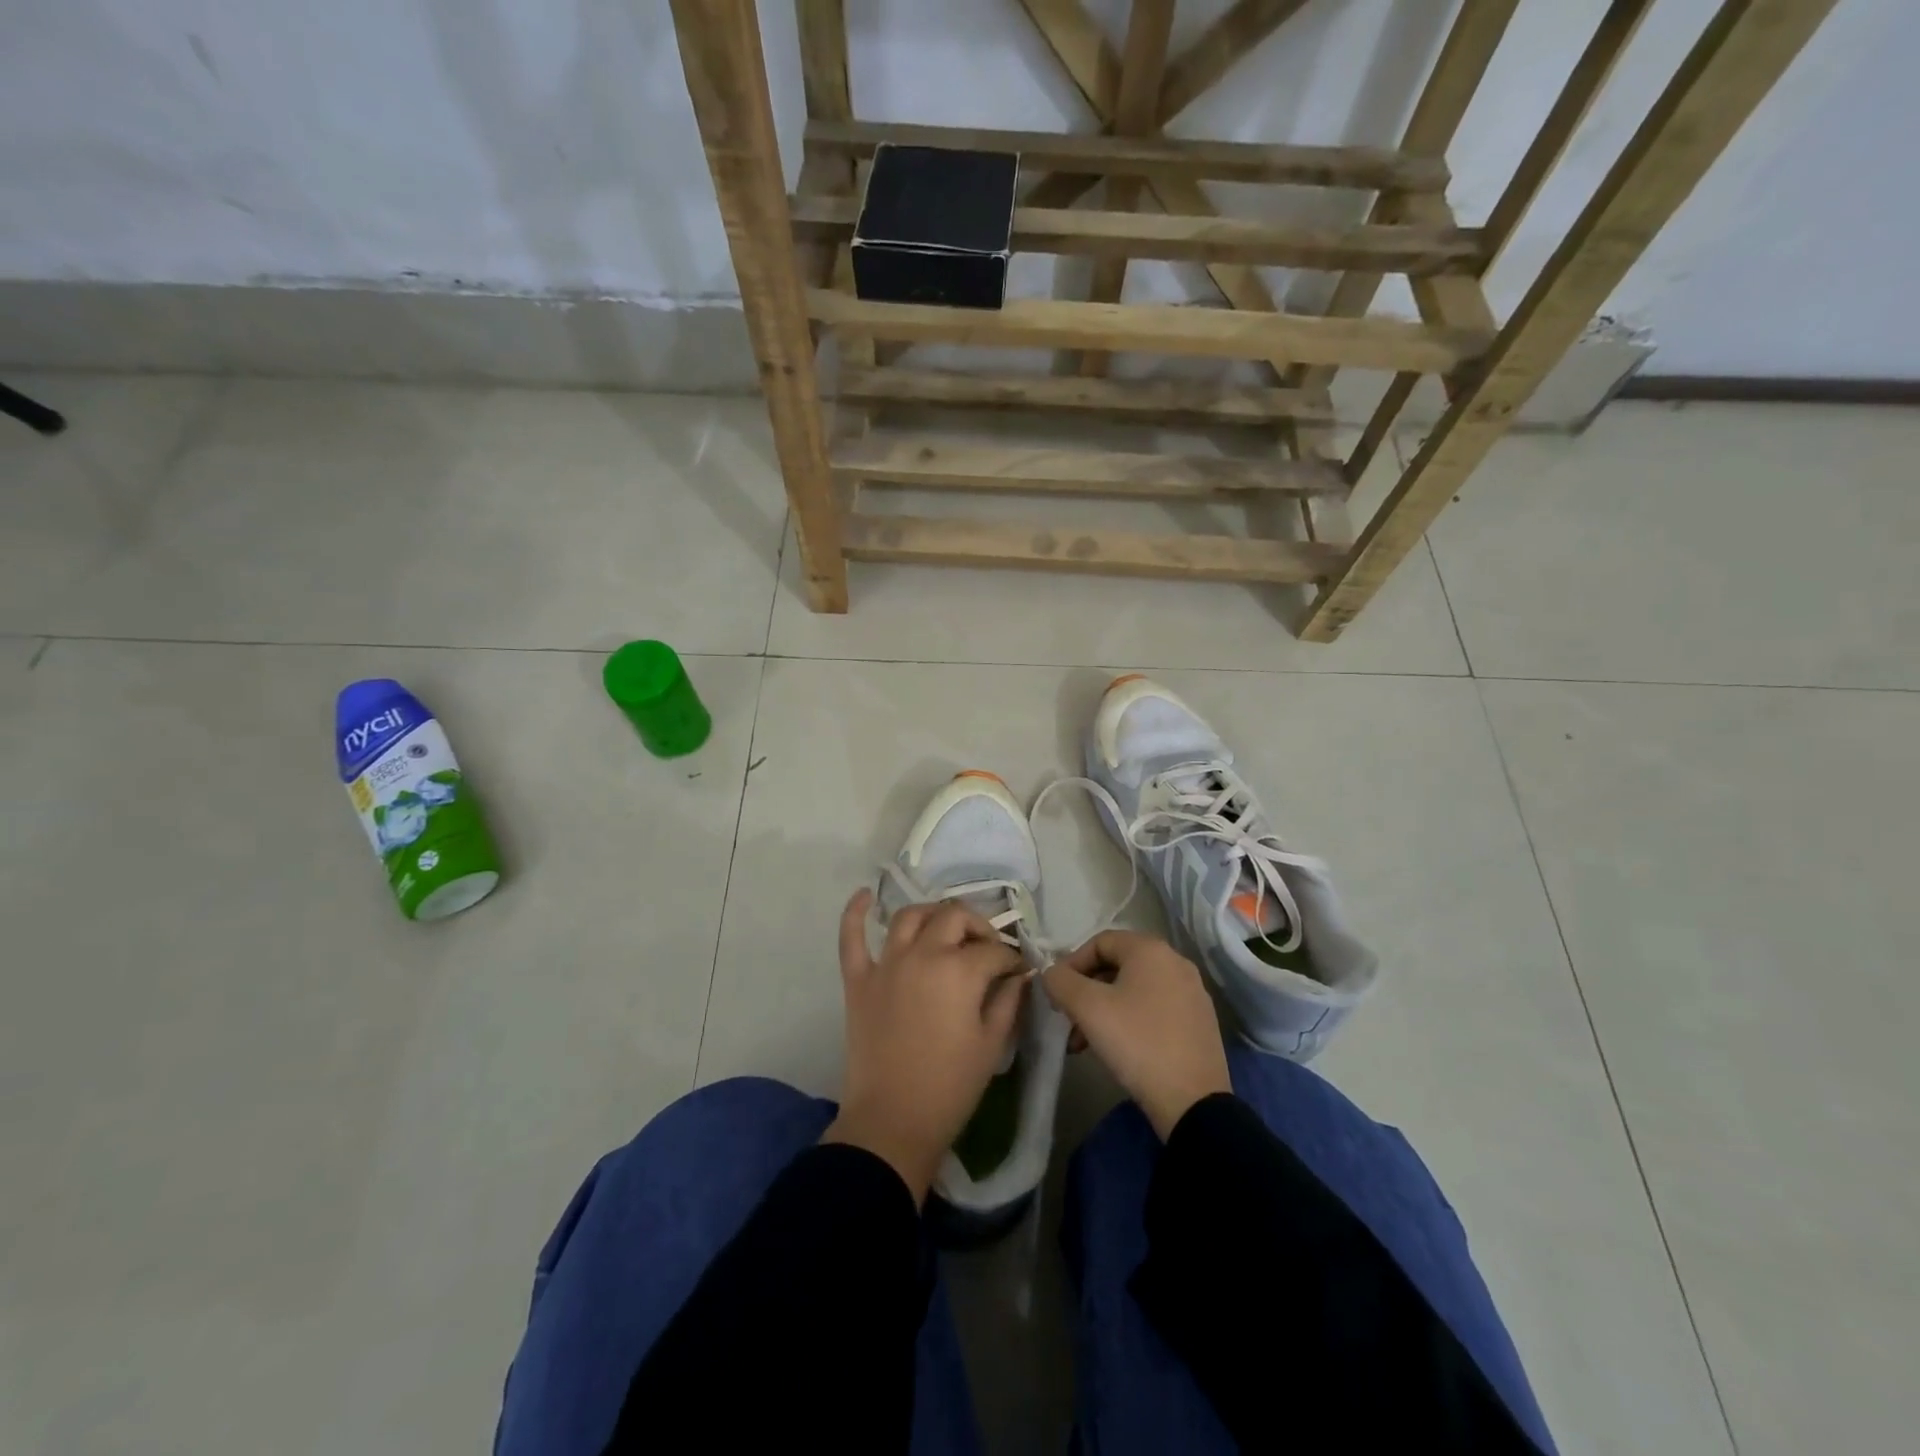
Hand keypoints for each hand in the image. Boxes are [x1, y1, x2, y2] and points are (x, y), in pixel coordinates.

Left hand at [822, 888, 1025, 1203]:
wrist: (892, 1121)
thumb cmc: (950, 1087)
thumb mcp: (991, 1044)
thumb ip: (1008, 1001)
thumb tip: (1020, 975)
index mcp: (959, 970)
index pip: (993, 950)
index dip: (1011, 959)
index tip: (1018, 972)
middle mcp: (923, 954)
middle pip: (954, 918)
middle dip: (978, 928)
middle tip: (987, 949)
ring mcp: (886, 964)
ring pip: (910, 917)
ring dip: (932, 914)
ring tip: (945, 926)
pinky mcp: (858, 979)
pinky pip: (852, 938)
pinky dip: (856, 912)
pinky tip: (865, 895)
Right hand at [1043, 930, 1231, 1140]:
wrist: (1193, 1102)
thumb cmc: (1136, 1043)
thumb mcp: (1087, 1008)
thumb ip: (1060, 981)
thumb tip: (1052, 973)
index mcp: (1151, 950)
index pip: (1099, 942)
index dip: (1071, 964)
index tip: (1057, 995)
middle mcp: (1175, 962)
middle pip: (1117, 966)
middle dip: (1086, 992)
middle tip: (1069, 1020)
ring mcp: (1192, 993)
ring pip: (1134, 990)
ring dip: (1104, 1010)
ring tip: (1085, 1043)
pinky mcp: (1200, 1022)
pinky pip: (1155, 1008)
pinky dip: (1130, 1020)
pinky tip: (1119, 1049)